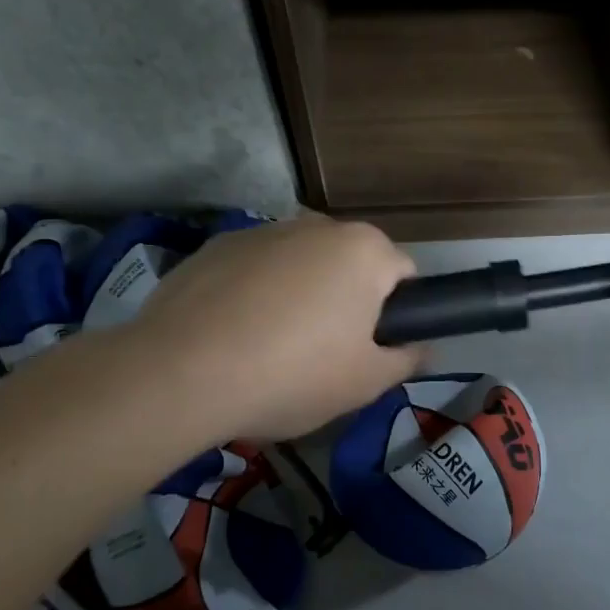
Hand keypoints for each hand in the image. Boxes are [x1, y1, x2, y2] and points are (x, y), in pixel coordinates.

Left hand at [131, 215, 425, 442]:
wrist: (182, 373)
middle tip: (325, 354)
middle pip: (349, 263)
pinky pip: (253, 269)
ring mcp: (261, 231)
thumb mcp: (364, 383)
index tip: (373, 349)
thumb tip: (427, 350)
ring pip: (299, 264)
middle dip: (346, 299)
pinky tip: (233, 335)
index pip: (403, 274)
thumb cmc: (293, 375)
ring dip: (299, 293)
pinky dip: (253, 293)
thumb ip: (405, 360)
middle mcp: (317, 225)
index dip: (396, 314)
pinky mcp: (214, 246)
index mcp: (364, 250)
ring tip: (272, 347)